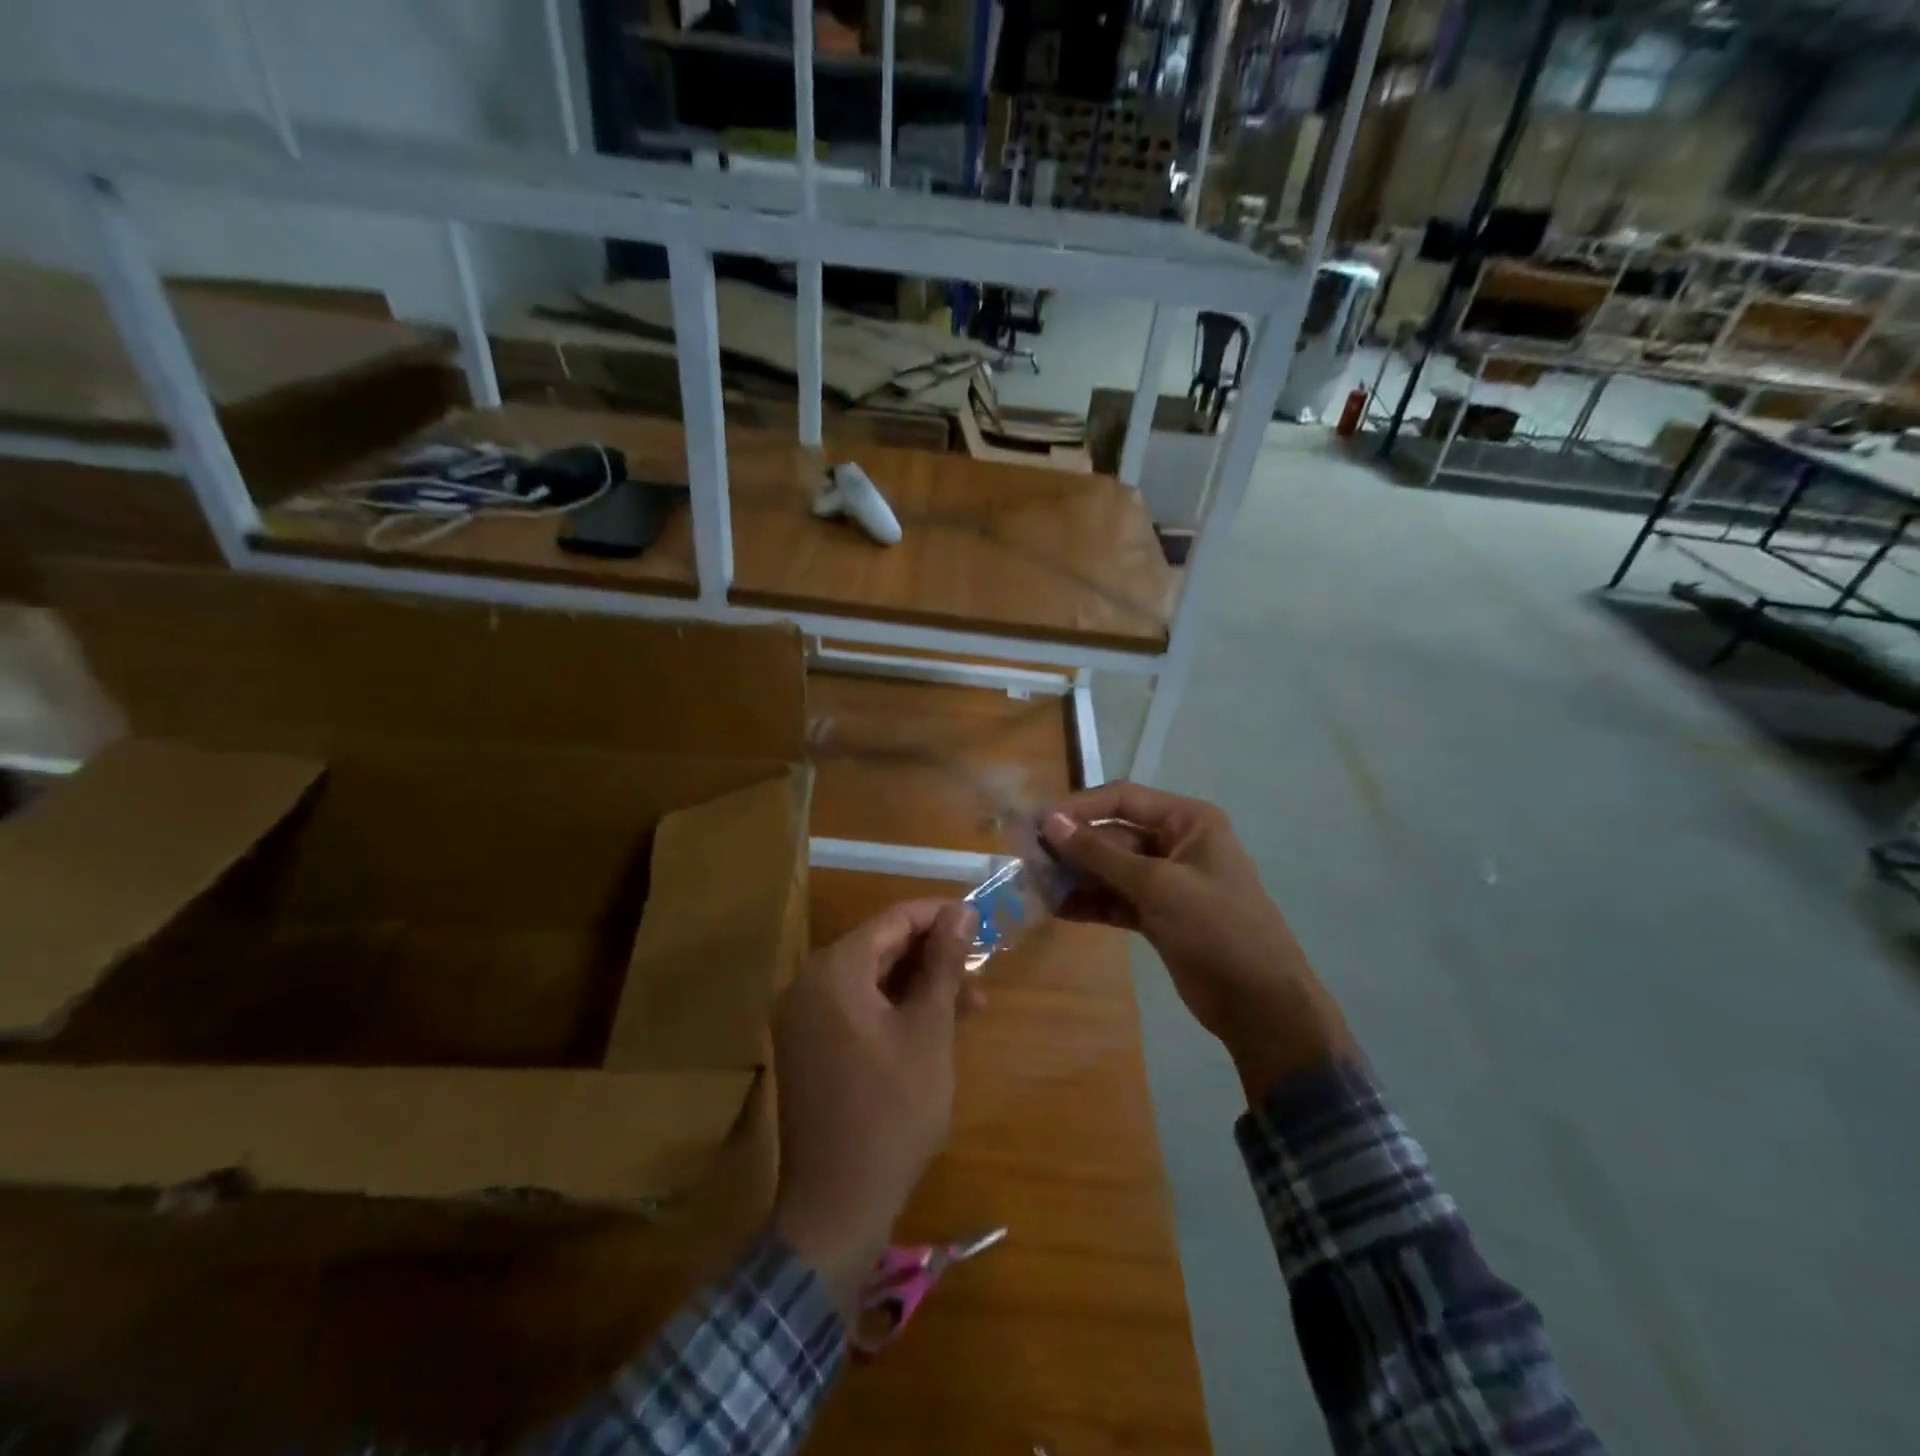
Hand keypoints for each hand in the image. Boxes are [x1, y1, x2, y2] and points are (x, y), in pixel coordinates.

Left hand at [771, 899, 980, 1310]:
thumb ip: (943, 964)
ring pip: (872, 981)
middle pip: (880, 948)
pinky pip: (857, 1009)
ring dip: (919, 986)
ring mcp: (804, 1017)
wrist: (837, 1205)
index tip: (979, 920)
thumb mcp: (929, 1030)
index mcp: (834, 970)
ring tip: (972, 1005)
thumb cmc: (892, 1111)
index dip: (938, 915)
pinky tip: (936, 1027)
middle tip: (980, 970)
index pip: (893, 920)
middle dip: (933, 956)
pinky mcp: (808, 1047)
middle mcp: (810, 984)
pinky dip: (895, 1010)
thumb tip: (961, 911)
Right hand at [1040, 784, 1353, 1102]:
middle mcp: (1176, 843)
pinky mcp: (1158, 916)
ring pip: (1110, 869)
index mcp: (1188, 821)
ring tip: (1036, 886)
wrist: (1261, 1005)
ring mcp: (1167, 882)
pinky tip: (1057, 909)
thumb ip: (1101, 854)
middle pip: (1113, 835)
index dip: (1079, 808)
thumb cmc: (1217, 929)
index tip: (1038, 822)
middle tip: (1028, 860)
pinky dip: (1090, 903)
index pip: (1123, 799)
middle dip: (1073, 848)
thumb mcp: (1157, 885)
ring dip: (1076, 876)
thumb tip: (1050, 822)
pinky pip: (1116, 899)